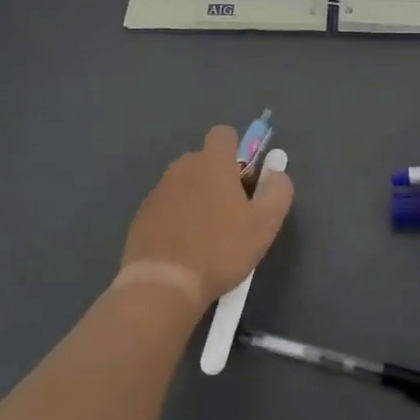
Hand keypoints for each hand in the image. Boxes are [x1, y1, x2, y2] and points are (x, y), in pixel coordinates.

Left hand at [120, 126, 293, 305]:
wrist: (163, 286)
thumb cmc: (220, 249)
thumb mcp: (264, 224)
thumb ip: (277, 191)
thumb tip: (276, 173)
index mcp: (212, 162)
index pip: (224, 134)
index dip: (237, 151)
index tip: (244, 180)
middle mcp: (183, 168)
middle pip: (204, 160)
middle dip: (218, 178)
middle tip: (231, 214)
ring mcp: (158, 191)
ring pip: (185, 184)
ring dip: (197, 199)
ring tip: (207, 236)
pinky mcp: (142, 216)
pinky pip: (167, 207)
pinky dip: (177, 219)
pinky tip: (184, 249)